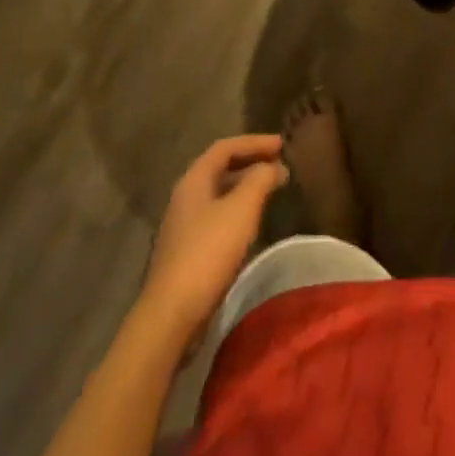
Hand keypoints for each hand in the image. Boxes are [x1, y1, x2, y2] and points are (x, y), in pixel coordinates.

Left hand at [141, 135, 288, 343]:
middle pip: (220, 168)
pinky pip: (217, 216)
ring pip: (219, 194)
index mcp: (193, 180)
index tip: (282, 144)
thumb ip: (260, 180)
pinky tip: (253, 223)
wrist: (172, 313)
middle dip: (251, 162)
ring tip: (272, 190)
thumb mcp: (241, 209)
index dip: (254, 142)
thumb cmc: (208, 252)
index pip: (225, 147)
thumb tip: (273, 166)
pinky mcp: (188, 251)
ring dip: (246, 187)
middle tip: (280, 164)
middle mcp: (185, 197)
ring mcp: (184, 226)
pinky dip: (239, 210)